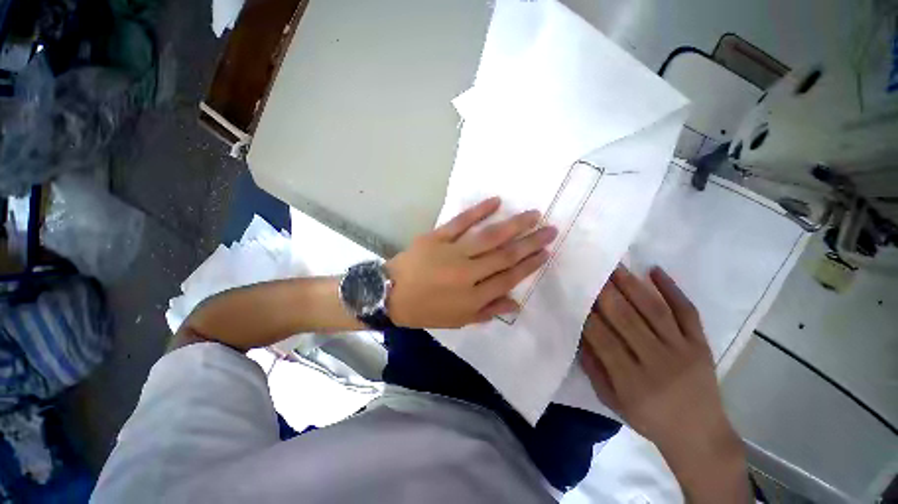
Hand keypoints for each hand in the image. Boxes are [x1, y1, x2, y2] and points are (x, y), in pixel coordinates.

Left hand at [385, 197, 556, 327]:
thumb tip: (516, 302)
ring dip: (514, 224)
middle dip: (531, 242)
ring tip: (533, 214)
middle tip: (550, 229)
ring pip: (489, 236)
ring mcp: (451, 252)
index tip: (546, 252)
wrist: (390, 294)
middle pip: (505, 255)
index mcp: (472, 297)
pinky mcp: (436, 237)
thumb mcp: (457, 320)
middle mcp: (467, 273)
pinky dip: (478, 210)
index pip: (509, 278)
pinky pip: (460, 222)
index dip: (530, 265)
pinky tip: (496, 201)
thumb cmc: (425, 310)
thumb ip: (488, 311)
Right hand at [580, 266, 750, 502]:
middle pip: (627, 319)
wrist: (701, 436)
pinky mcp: (702, 344)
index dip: (587, 315)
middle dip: (606, 292)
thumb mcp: (612, 400)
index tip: (575, 293)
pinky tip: (655, 271)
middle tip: (592, 270)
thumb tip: (579, 333)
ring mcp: (684, 351)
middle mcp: (658, 362)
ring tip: (615, 265)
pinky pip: (687, 312)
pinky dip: (673, 289)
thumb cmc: (650, 419)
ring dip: (632, 285)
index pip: (603, 339)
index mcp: (632, 381)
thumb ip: (593, 367)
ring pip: (654, 310)